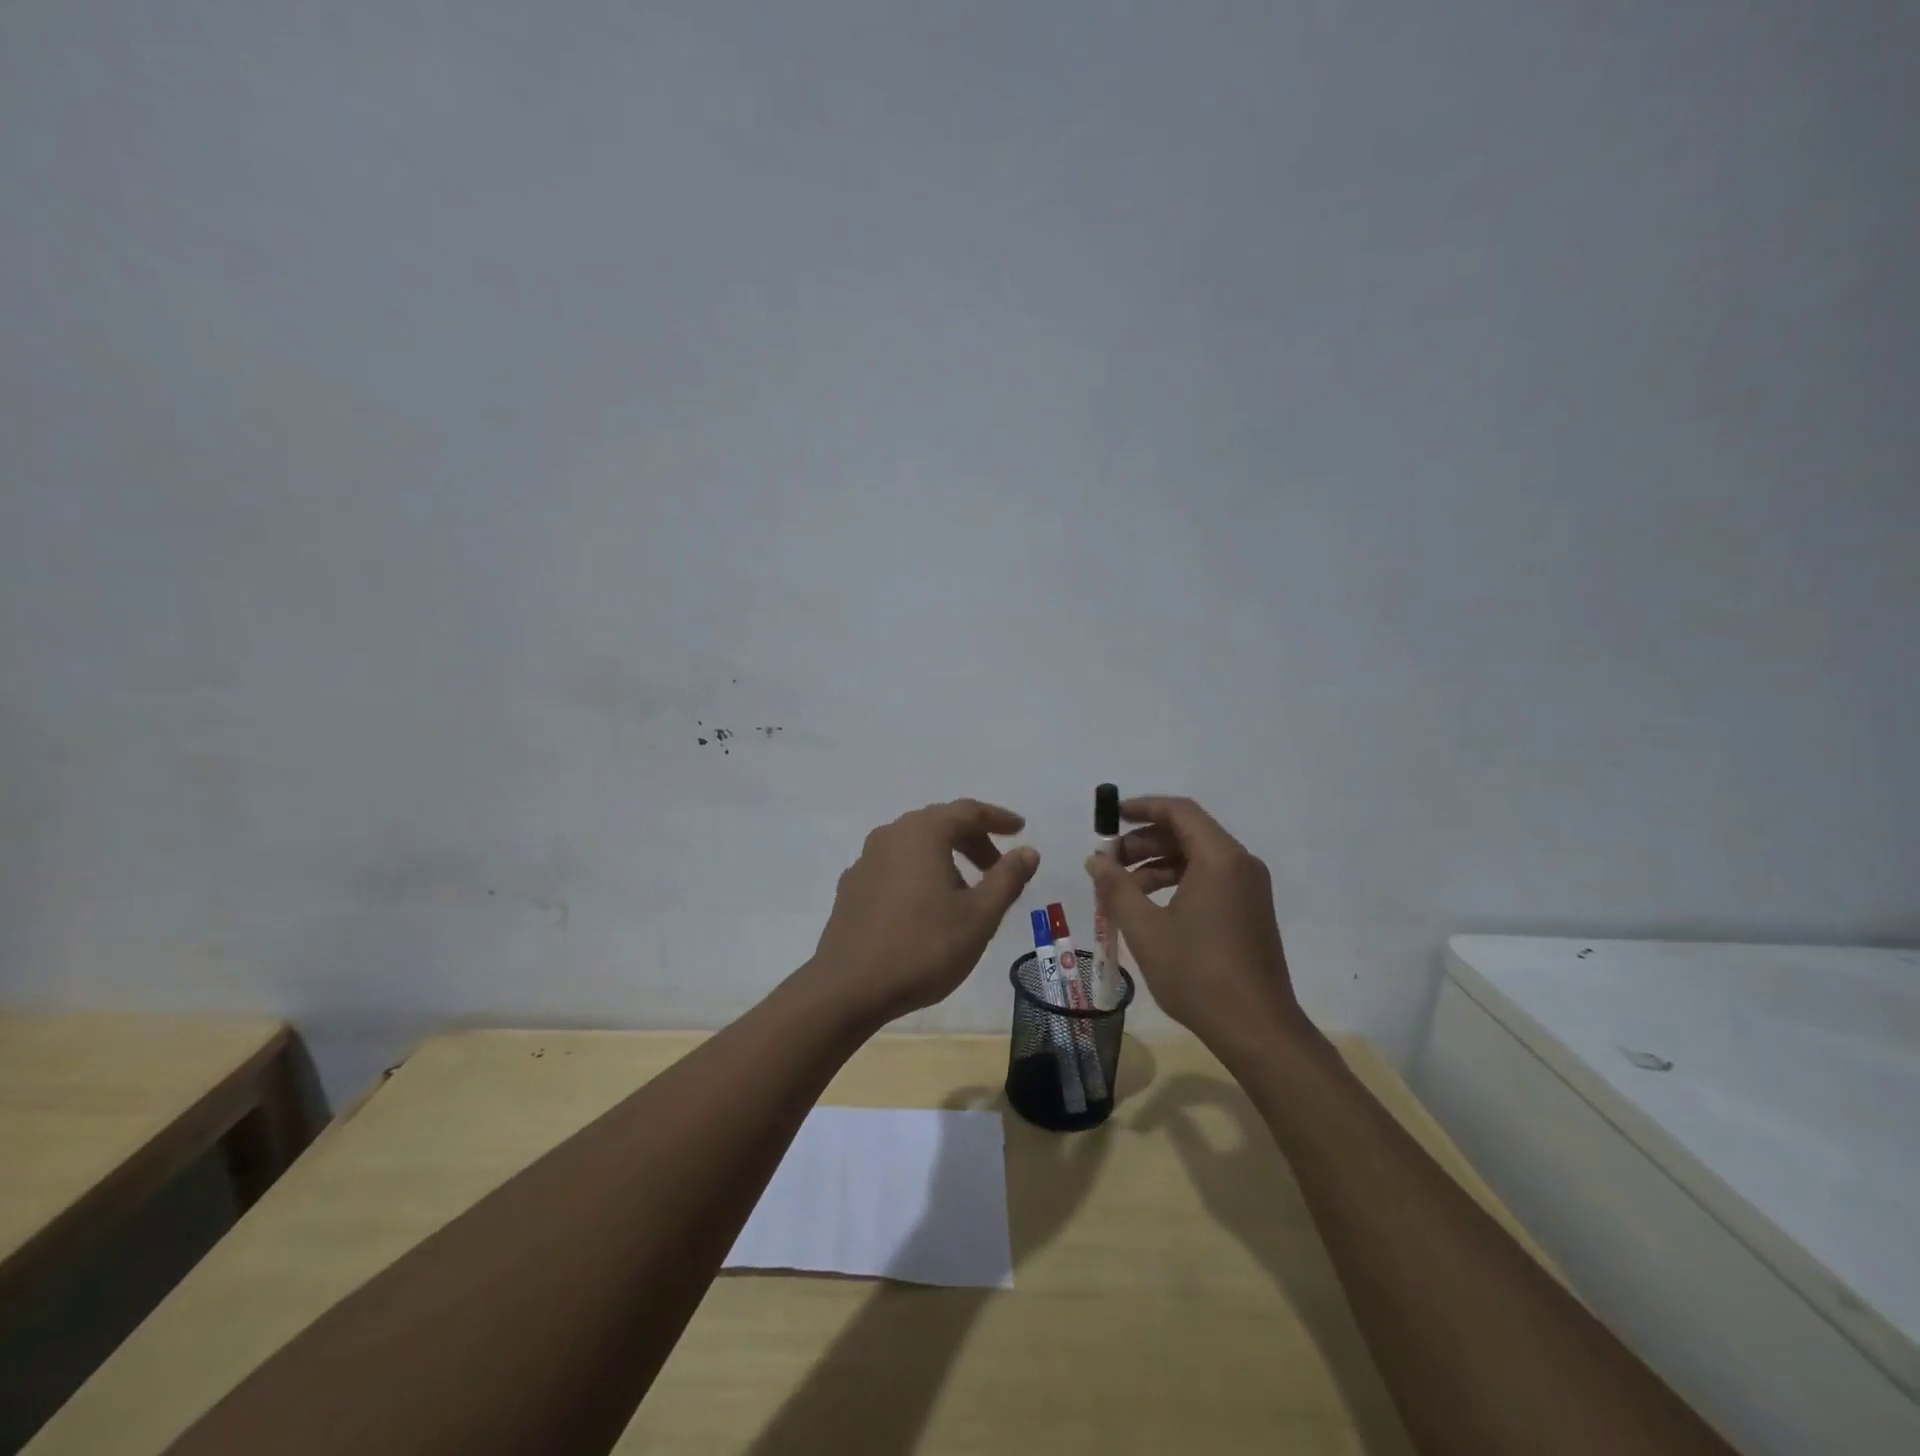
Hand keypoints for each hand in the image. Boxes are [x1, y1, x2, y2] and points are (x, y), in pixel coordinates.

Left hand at [809, 799, 1039, 1024]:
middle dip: (972, 840)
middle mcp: (890, 835)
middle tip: (997, 866)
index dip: (997, 818)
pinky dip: (919, 873)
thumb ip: (1007, 878)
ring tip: (966, 891)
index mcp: (923, 833)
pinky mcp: (852, 887)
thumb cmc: (923, 948)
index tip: (1020, 829)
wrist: (848, 988)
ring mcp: (866, 860)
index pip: (967, 811)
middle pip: (939, 824)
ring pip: (915, 845)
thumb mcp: (979, 916)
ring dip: (945, 857)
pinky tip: (926, 906)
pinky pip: (895, 866)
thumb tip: (1028, 851)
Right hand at [1084, 795, 1303, 1046]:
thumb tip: (1095, 860)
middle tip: (1108, 861)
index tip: (1109, 818)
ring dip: (1156, 864)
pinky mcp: (1249, 911)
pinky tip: (1149, 908)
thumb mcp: (1145, 928)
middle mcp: (1240, 864)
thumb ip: (1116, 887)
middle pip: (1187, 833)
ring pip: (1196, 858)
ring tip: (1122, 890)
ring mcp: (1248, 889)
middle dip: (1144, 841)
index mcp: (1220, 858)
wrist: (1257, 1029)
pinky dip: (1176, 883)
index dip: (1141, 808)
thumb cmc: (1197, 973)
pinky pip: (1209, 879)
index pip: (1179, 811)